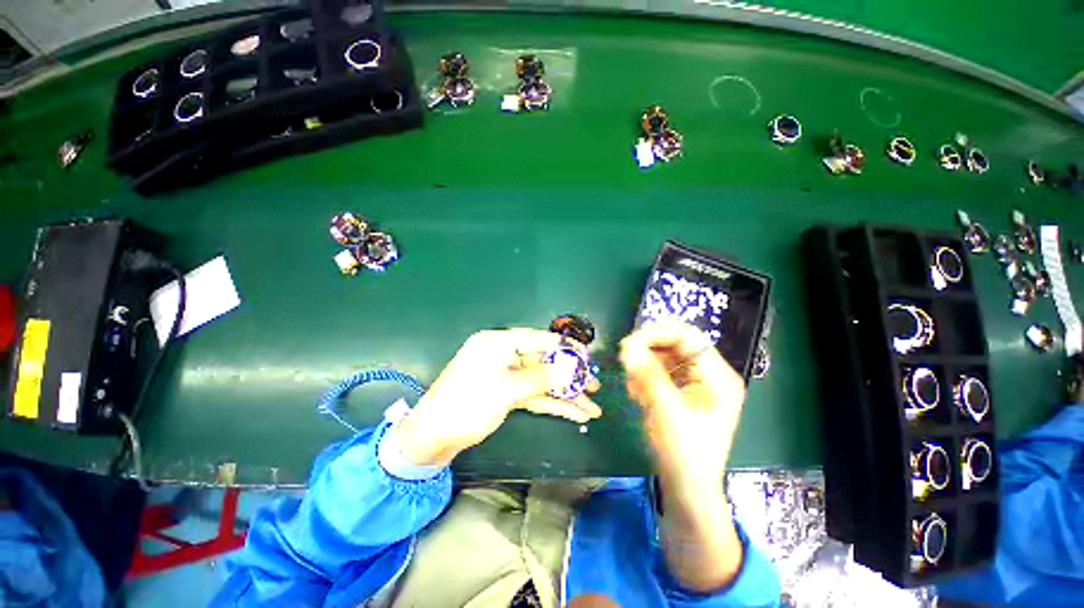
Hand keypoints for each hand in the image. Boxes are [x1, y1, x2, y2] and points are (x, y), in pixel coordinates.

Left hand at [395, 329, 601, 466]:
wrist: (432, 437)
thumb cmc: (465, 405)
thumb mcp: (505, 390)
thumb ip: (539, 378)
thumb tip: (569, 370)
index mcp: (498, 344)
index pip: (537, 339)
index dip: (563, 347)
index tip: (586, 354)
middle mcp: (503, 356)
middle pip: (543, 363)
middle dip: (569, 377)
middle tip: (594, 386)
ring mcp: (506, 376)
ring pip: (541, 382)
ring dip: (564, 395)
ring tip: (590, 407)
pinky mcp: (506, 394)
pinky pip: (533, 395)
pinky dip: (552, 404)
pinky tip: (572, 413)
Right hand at [620, 322, 746, 591]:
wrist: (686, 487)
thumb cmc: (683, 451)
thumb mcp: (665, 409)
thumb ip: (646, 373)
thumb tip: (626, 345)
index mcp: (717, 376)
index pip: (687, 336)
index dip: (657, 334)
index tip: (629, 342)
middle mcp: (708, 374)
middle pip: (673, 344)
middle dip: (647, 353)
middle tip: (626, 364)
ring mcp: (694, 382)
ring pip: (662, 358)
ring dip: (643, 368)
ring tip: (635, 390)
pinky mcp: (680, 391)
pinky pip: (658, 372)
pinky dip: (644, 378)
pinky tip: (639, 396)